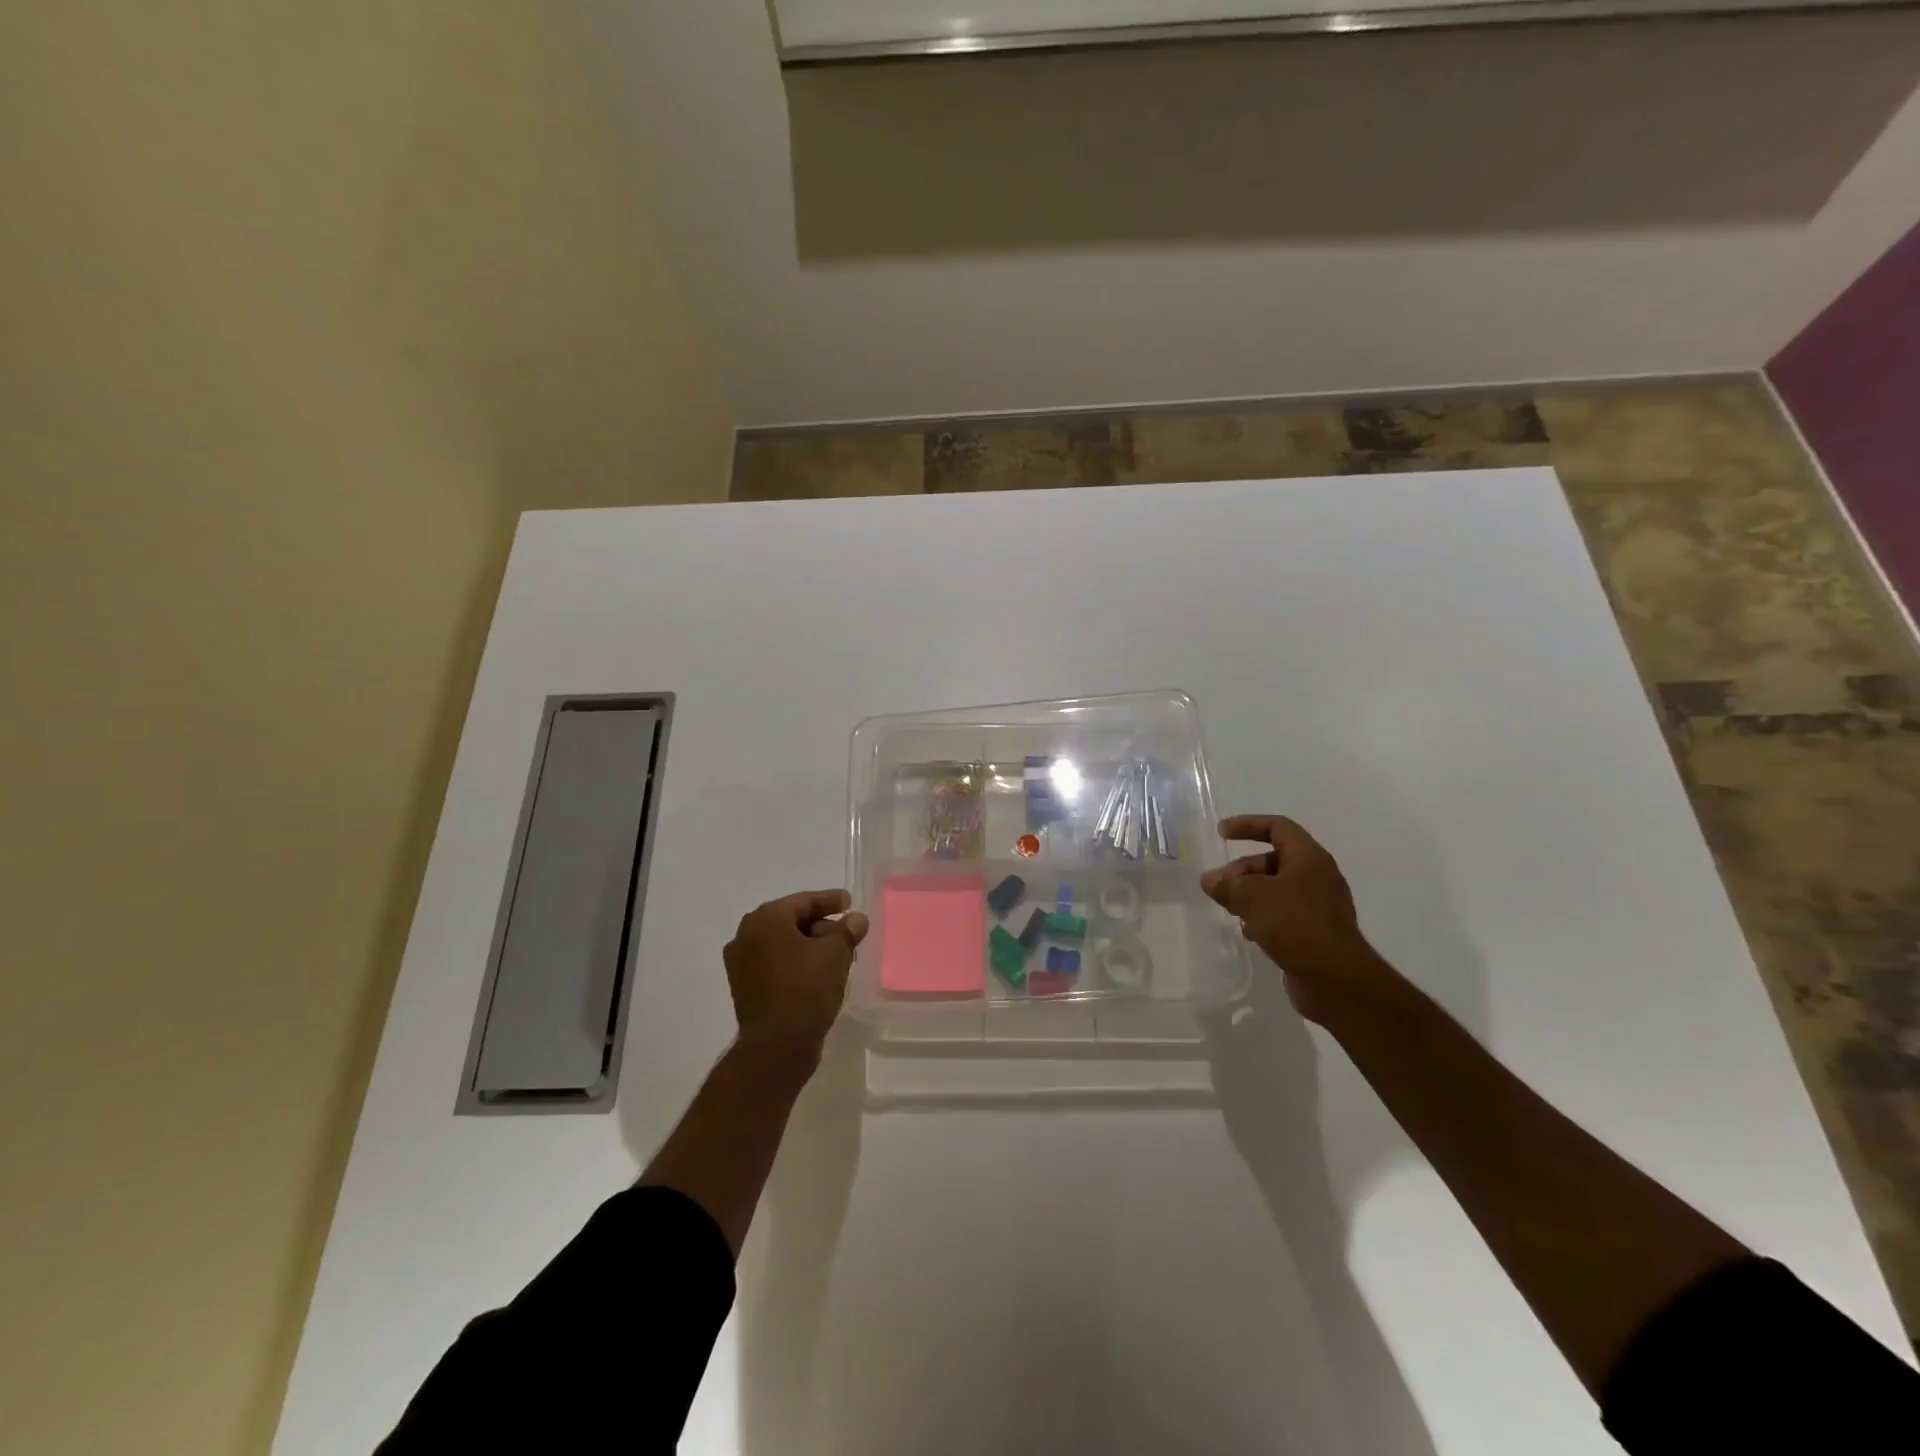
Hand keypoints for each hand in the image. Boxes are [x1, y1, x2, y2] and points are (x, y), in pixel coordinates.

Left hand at [723, 889, 869, 1067]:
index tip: (850, 903)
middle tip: (846, 931)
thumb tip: (856, 919)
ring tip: (836, 953)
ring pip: (782, 944)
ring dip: (809, 945)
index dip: (829, 900)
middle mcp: (745, 937)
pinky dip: (796, 963)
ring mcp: (741, 965)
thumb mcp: (835, 953)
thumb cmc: (806, 988)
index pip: (802, 901)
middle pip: (790, 921)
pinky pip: (775, 964)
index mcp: (764, 920)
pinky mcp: (745, 988)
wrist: (777, 1046)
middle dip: (820, 924)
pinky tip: (818, 973)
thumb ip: (847, 930)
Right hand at [1201, 815, 1386, 1022]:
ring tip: (1229, 910)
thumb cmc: (1295, 924)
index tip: (1221, 834)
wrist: (1336, 980)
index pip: (1278, 827)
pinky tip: (1249, 933)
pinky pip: (1285, 914)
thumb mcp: (1252, 896)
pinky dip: (1263, 917)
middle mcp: (1318, 877)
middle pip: (1274, 859)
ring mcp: (1320, 907)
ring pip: (1278, 889)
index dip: (1247, 825)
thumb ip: (1227, 884)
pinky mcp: (1317, 933)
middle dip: (1243, 869)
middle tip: (1220, 885)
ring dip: (1250, 894)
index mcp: (1309, 858)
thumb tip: (1210, 880)